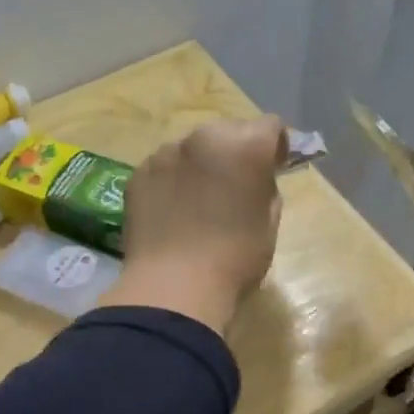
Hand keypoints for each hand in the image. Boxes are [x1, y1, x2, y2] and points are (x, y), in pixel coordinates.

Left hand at [102, 115, 287, 334]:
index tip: (273, 169)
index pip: (270, 126)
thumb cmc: (234, 259)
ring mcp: (165, 153)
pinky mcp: (138, 174)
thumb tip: (256, 181)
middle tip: (236, 186)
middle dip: (236, 151)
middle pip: (228, 130)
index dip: (275, 146)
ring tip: (199, 201)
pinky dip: (173, 181)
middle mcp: (203, 138)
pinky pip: (164, 168)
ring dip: (201, 164)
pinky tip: (173, 212)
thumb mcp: (268, 225)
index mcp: (244, 146)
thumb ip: (266, 190)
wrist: (172, 287)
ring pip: (192, 148)